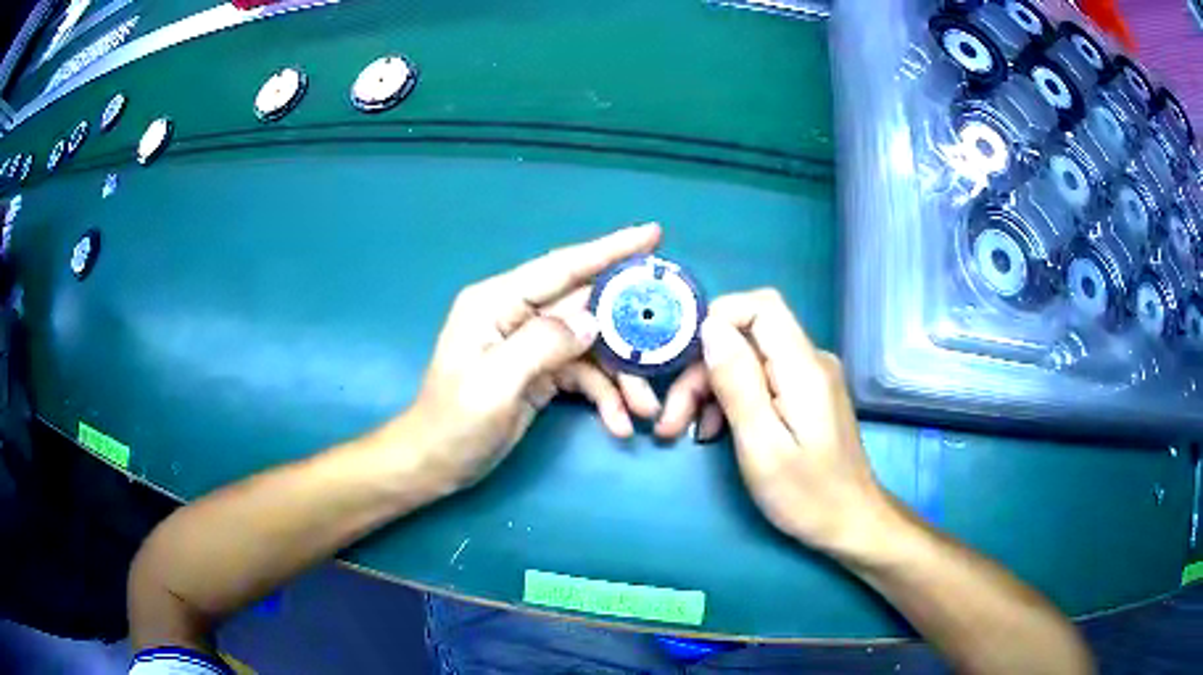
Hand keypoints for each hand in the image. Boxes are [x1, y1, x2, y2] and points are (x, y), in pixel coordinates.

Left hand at [400, 224, 666, 493]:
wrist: (437, 463)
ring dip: (621, 376)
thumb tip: (593, 320)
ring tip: (644, 409)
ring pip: (592, 345)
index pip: (562, 266)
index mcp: (498, 302)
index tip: (653, 234)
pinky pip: (584, 373)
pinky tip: (619, 423)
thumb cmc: (454, 422)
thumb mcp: (495, 384)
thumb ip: (543, 344)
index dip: (609, 249)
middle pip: (586, 307)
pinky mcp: (541, 370)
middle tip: (671, 339)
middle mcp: (517, 314)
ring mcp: (532, 343)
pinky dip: (605, 396)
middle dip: (629, 330)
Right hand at [668, 289, 891, 552]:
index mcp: (803, 368)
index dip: (718, 318)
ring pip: (749, 360)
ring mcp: (810, 378)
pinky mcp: (806, 396)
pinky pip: (762, 380)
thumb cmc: (807, 494)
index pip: (761, 306)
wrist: (850, 521)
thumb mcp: (762, 445)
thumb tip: (711, 328)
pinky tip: (713, 431)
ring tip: (683, 431)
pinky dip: (732, 399)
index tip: (682, 358)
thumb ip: (738, 384)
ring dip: (710, 388)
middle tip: (671, 418)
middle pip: (747, 337)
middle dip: (702, 370)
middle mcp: (810, 361)